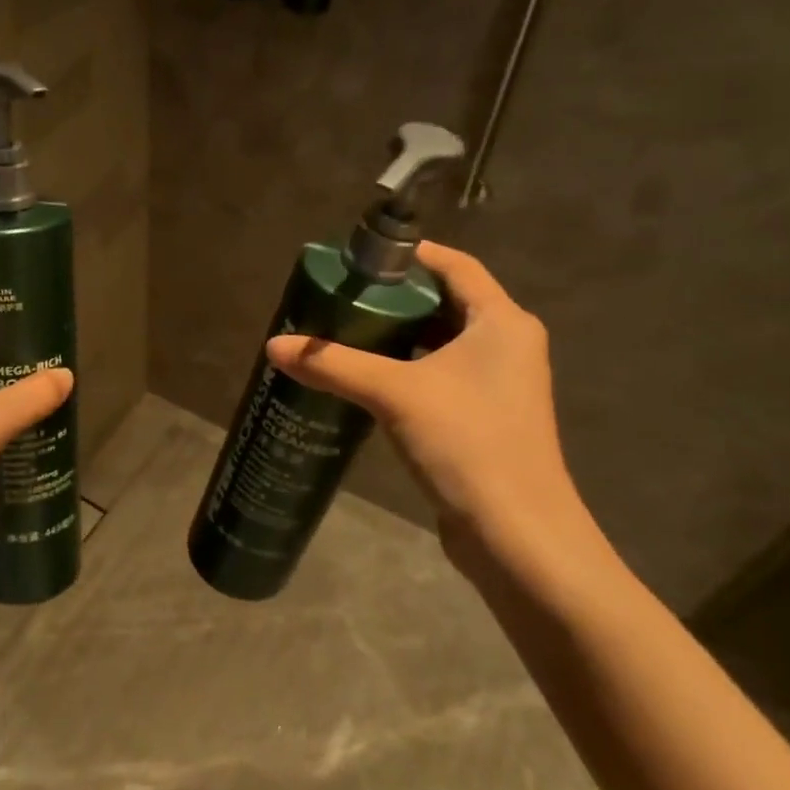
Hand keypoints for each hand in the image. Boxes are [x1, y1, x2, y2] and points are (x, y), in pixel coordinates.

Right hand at [265, 242, 586, 569]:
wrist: (516, 534)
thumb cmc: (466, 442)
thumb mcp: (394, 393)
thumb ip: (333, 364)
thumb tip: (273, 345)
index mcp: (501, 322)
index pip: (456, 266)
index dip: (411, 255)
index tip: (363, 257)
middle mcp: (506, 345)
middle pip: (446, 302)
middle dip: (395, 297)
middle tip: (342, 296)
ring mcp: (498, 385)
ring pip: (441, 343)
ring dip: (398, 336)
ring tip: (344, 332)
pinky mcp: (484, 418)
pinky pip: (439, 376)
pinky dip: (405, 369)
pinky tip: (365, 380)